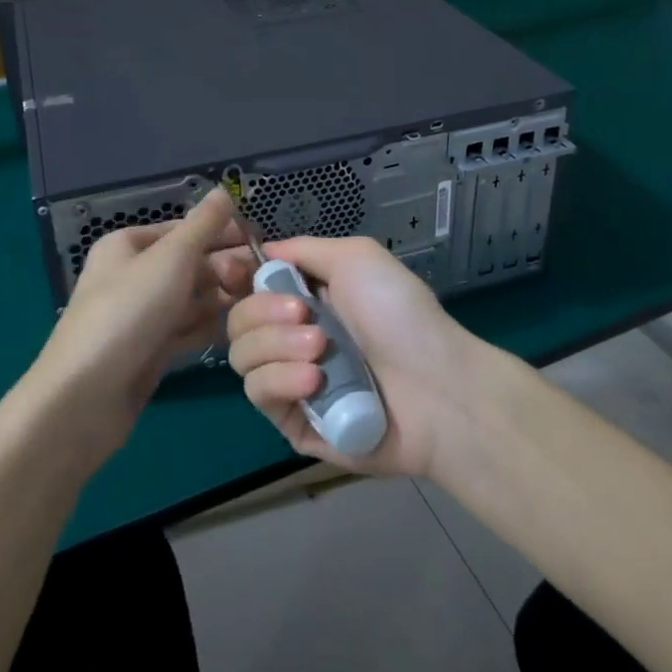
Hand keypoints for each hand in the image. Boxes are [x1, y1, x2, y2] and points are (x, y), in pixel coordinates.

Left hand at [19, 189, 255, 467]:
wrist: (86, 397)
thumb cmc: (128, 312)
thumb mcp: (171, 258)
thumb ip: (203, 224)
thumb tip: (224, 190)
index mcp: (129, 244)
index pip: (186, 228)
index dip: (223, 233)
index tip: (262, 244)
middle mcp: (134, 275)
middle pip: (192, 263)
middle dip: (225, 269)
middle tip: (259, 281)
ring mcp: (142, 315)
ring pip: (192, 298)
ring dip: (222, 299)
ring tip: (255, 307)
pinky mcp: (150, 350)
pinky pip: (187, 329)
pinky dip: (208, 328)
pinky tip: (235, 332)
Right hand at [226, 236, 490, 477]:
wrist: (435, 387)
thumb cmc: (399, 313)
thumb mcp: (356, 258)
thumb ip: (304, 249)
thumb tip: (263, 251)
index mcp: (306, 298)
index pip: (249, 286)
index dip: (236, 277)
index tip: (236, 271)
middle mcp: (292, 336)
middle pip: (237, 320)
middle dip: (263, 312)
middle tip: (304, 315)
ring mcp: (291, 380)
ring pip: (241, 357)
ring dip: (275, 346)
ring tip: (320, 349)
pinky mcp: (293, 422)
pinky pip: (259, 394)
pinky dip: (280, 380)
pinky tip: (314, 380)